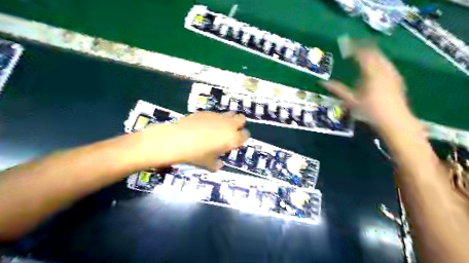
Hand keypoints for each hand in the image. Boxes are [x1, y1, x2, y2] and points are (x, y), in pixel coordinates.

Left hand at [141, 111, 247, 170]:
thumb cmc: (197, 154)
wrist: (178, 139)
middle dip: (238, 124)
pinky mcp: (206, 112)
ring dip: (228, 119)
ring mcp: (217, 116)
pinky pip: (215, 114)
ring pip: (229, 114)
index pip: (245, 135)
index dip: (242, 138)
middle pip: (241, 119)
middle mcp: (228, 125)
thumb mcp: (208, 164)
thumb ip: (216, 164)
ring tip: (218, 127)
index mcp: (233, 138)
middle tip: (230, 132)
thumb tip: (219, 164)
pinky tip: (204, 125)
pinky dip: (214, 119)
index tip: (236, 142)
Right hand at [321, 47, 408, 129]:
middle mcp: (384, 70)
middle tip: (354, 48)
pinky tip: (376, 68)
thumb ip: (337, 90)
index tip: (346, 45)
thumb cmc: (370, 111)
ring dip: (373, 55)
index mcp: (372, 73)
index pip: (363, 55)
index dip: (354, 48)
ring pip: (382, 58)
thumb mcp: (351, 101)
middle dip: (364, 49)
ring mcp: (393, 74)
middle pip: (375, 53)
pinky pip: (387, 65)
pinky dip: (379, 62)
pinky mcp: (397, 79)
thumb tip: (322, 83)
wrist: (395, 121)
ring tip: (364, 56)